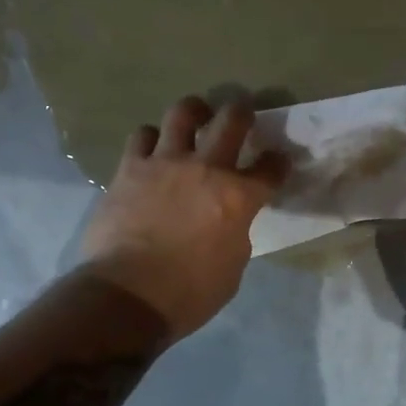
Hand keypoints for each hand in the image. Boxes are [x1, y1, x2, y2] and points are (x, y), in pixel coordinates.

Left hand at [79, 95, 288, 338]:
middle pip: (232, 119)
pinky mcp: (130, 168)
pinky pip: (142, 136)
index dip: (278, 163)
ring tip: (194, 119)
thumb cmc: (189, 293)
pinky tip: (152, 149)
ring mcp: (165, 163)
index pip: (271, 169)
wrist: (128, 294)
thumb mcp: (232, 267)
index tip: (277, 162)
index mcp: (238, 198)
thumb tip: (228, 221)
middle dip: (242, 112)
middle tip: (241, 115)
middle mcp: (206, 169)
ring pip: (183, 113)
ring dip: (194, 112)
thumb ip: (235, 233)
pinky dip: (151, 139)